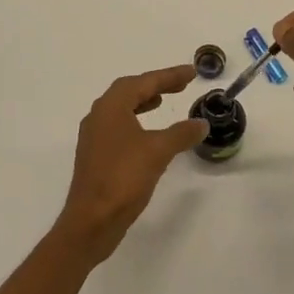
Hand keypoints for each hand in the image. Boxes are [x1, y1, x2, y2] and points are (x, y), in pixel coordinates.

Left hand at [57, 66, 207, 263]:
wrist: (92, 220)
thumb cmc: (123, 178)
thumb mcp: (158, 152)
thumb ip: (181, 134)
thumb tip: (201, 123)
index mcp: (110, 107)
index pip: (143, 82)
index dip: (169, 75)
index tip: (192, 72)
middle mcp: (98, 116)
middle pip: (129, 90)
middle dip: (156, 84)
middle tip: (181, 84)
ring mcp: (94, 136)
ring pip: (121, 108)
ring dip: (143, 101)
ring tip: (162, 101)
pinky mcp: (96, 155)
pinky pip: (118, 126)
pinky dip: (136, 120)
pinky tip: (148, 133)